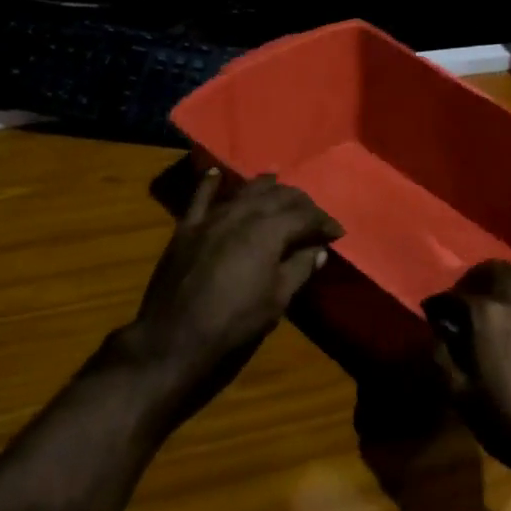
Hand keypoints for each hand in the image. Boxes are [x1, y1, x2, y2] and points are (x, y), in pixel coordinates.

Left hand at [120, 171, 341, 422]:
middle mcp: (242, 213)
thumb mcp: (277, 299)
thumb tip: (319, 250)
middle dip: (300, 202)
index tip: (337, 232)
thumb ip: (300, 268)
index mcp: (268, 230)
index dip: (324, 222)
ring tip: (279, 185)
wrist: (174, 336)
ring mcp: (212, 217)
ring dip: (266, 186)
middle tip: (313, 214)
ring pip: (245, 190)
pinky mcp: (187, 227)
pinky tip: (217, 173)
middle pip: (278, 196)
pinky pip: (200, 197)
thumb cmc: (234, 321)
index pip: (305, 215)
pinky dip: (210, 183)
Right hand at [426, 261, 510, 491]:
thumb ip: (442, 356)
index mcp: (488, 317)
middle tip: (467, 292)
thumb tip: (436, 332)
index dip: (442, 301)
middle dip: (477, 277)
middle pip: (496, 272)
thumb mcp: (460, 396)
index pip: (458, 295)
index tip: (434, 310)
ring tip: (503, 284)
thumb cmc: (507, 422)